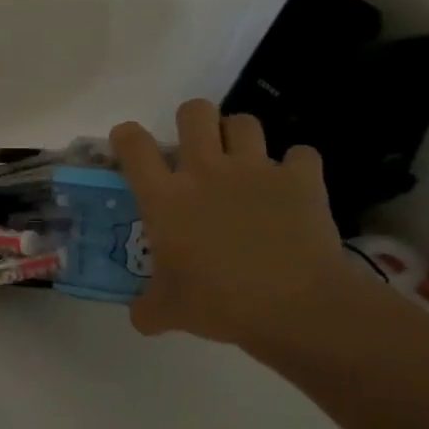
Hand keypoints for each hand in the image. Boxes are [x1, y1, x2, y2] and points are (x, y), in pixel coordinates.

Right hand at [110, 100, 360, 351]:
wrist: (296, 306)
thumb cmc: (219, 303)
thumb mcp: (168, 312)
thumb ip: (147, 308)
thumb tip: (140, 316)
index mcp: (166, 197)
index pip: (134, 145)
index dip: (127, 136)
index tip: (128, 144)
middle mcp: (206, 171)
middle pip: (194, 112)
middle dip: (192, 121)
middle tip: (195, 150)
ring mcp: (256, 170)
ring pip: (244, 122)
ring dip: (239, 137)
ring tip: (241, 162)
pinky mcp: (301, 179)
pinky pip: (301, 155)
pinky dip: (296, 166)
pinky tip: (292, 187)